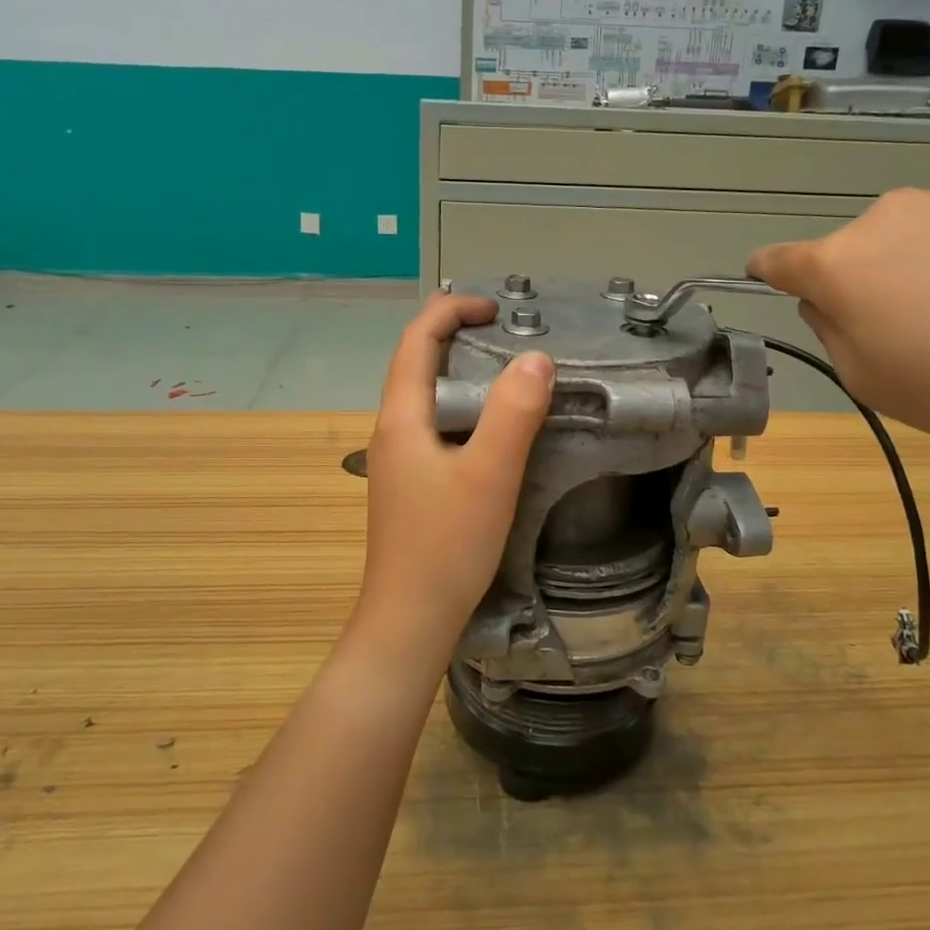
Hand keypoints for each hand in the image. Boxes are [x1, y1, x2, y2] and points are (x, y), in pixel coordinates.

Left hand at [357, 293, 554, 657]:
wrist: (409, 621)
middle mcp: (392, 430)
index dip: (450, 311)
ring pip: (425, 395)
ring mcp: (398, 459)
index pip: (416, 341)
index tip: (494, 307)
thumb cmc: (446, 546)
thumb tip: (536, 358)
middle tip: (505, 329)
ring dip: (459, 369)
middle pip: (416, 362)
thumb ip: (513, 414)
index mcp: (402, 418)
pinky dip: (462, 404)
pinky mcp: (411, 483)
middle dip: (454, 333)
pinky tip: (491, 425)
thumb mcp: (489, 475)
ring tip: (505, 366)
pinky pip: (434, 423)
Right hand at [748, 179, 929, 466]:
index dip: (770, 271)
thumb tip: (828, 298)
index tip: (768, 276)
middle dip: (877, 277)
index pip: (781, 260)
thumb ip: (832, 331)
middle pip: (864, 246)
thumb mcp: (875, 385)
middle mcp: (894, 214)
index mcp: (844, 264)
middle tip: (924, 327)